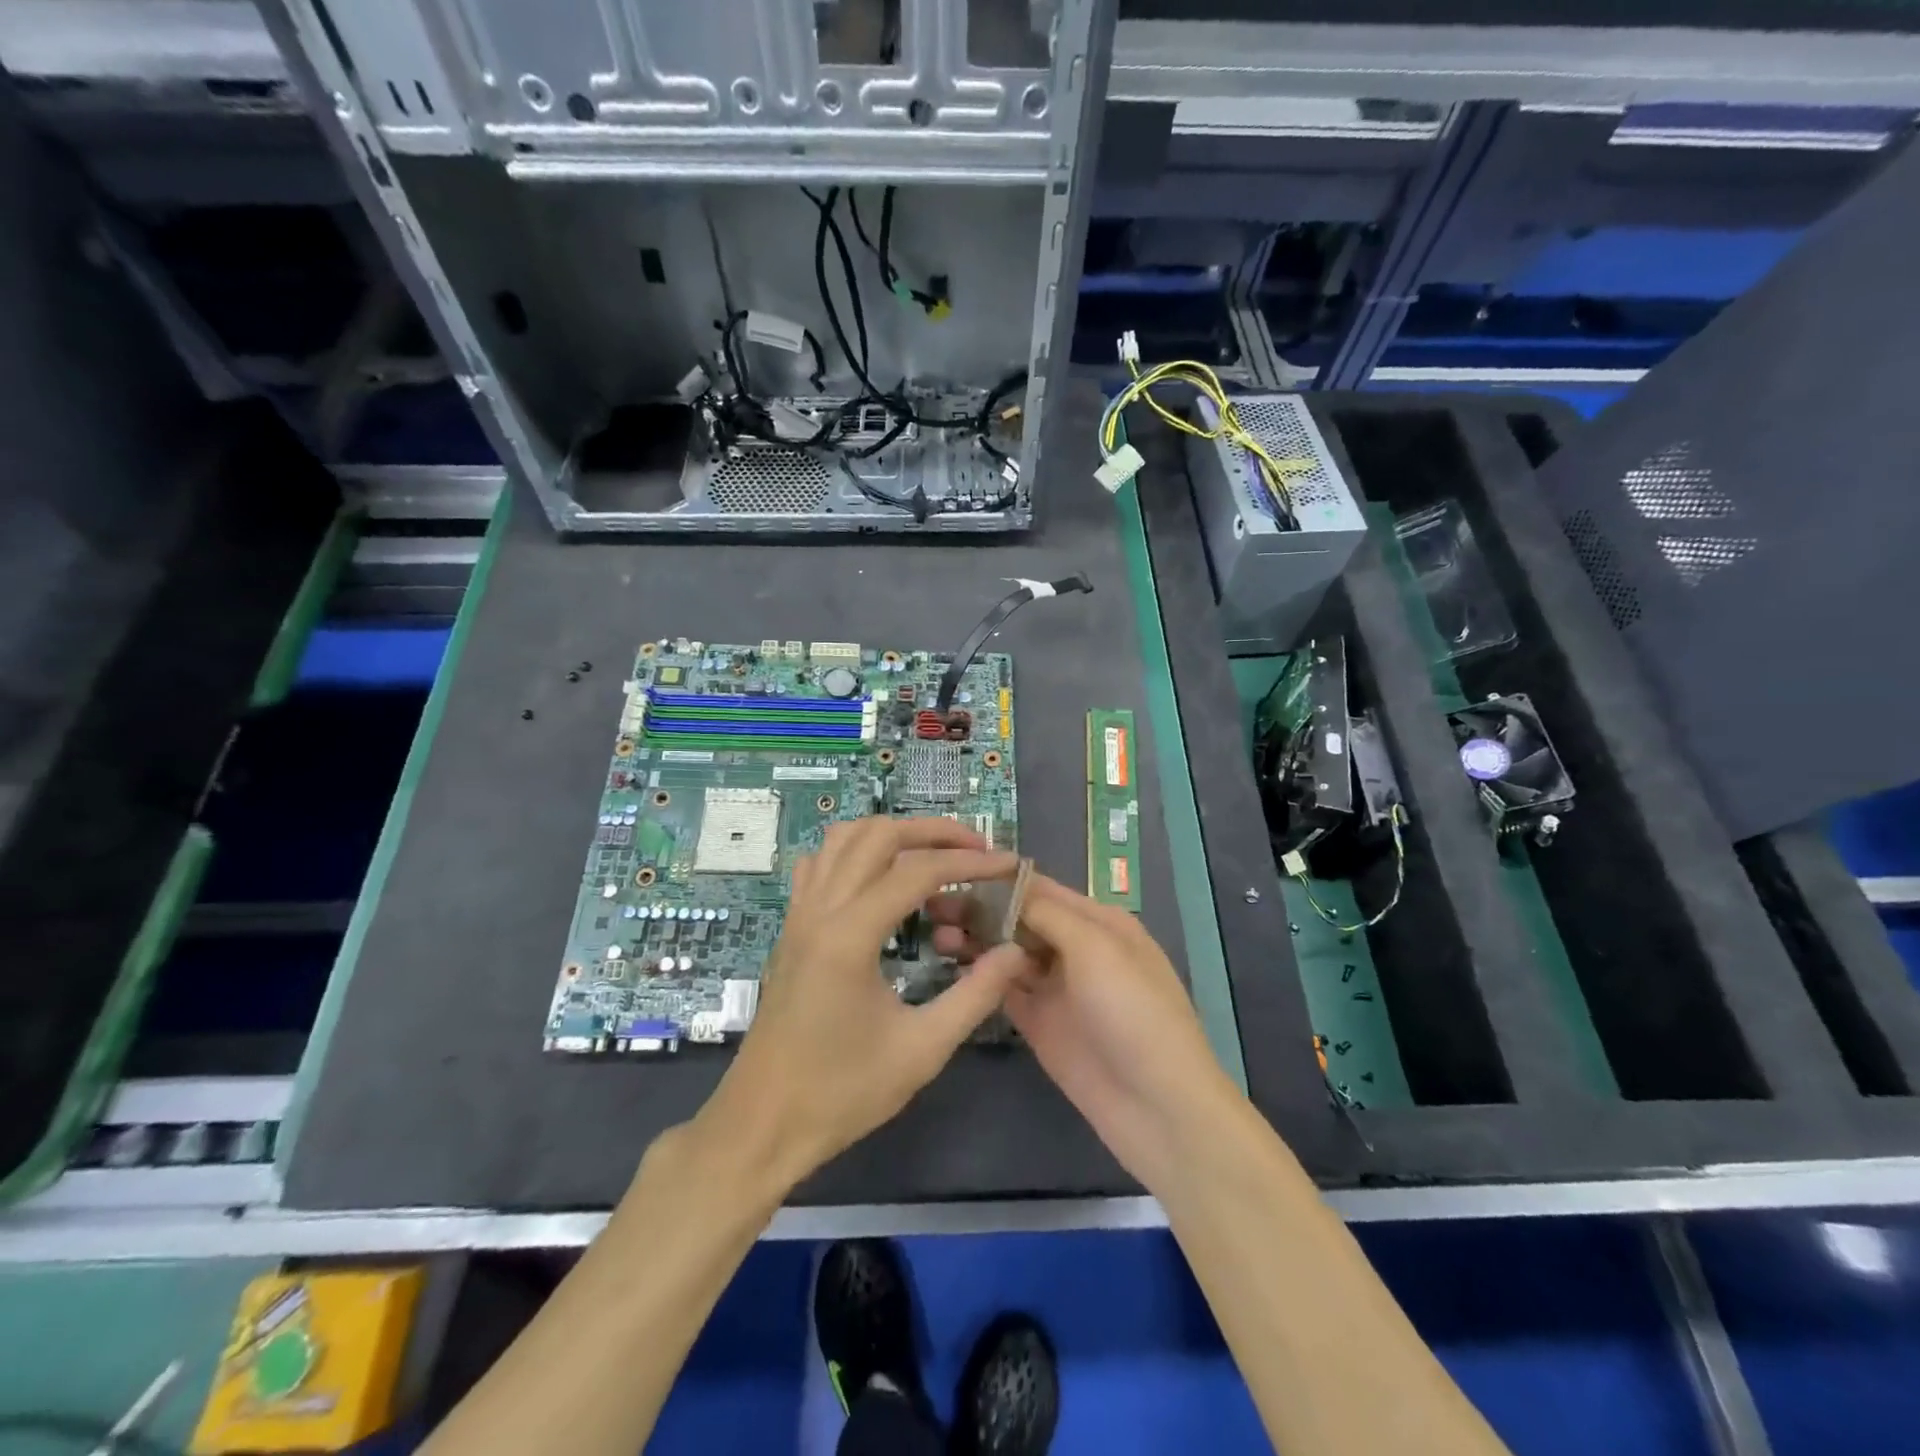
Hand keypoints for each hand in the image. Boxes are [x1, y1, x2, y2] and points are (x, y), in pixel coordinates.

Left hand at [696, 817, 1025, 1190]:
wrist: (761, 1125)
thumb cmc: (841, 1093)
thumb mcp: (922, 1050)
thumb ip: (975, 995)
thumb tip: (1015, 951)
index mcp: (850, 935)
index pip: (918, 870)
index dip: (970, 862)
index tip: (1009, 865)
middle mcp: (820, 909)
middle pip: (878, 834)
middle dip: (932, 830)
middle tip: (977, 849)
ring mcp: (799, 915)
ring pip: (842, 838)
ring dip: (892, 833)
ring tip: (933, 853)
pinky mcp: (792, 928)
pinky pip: (819, 864)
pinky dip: (854, 852)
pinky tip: (878, 878)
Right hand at [928, 872, 1236, 1192]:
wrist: (1157, 1106)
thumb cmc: (1133, 1011)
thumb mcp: (1096, 948)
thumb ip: (1048, 914)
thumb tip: (1005, 888)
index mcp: (1098, 922)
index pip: (1041, 889)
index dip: (999, 881)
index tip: (953, 874)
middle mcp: (1076, 948)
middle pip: (1020, 920)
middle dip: (980, 911)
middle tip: (932, 907)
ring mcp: (1057, 988)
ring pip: (1008, 953)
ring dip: (976, 941)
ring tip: (935, 935)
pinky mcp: (1039, 1024)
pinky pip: (1005, 990)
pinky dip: (980, 977)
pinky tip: (950, 966)